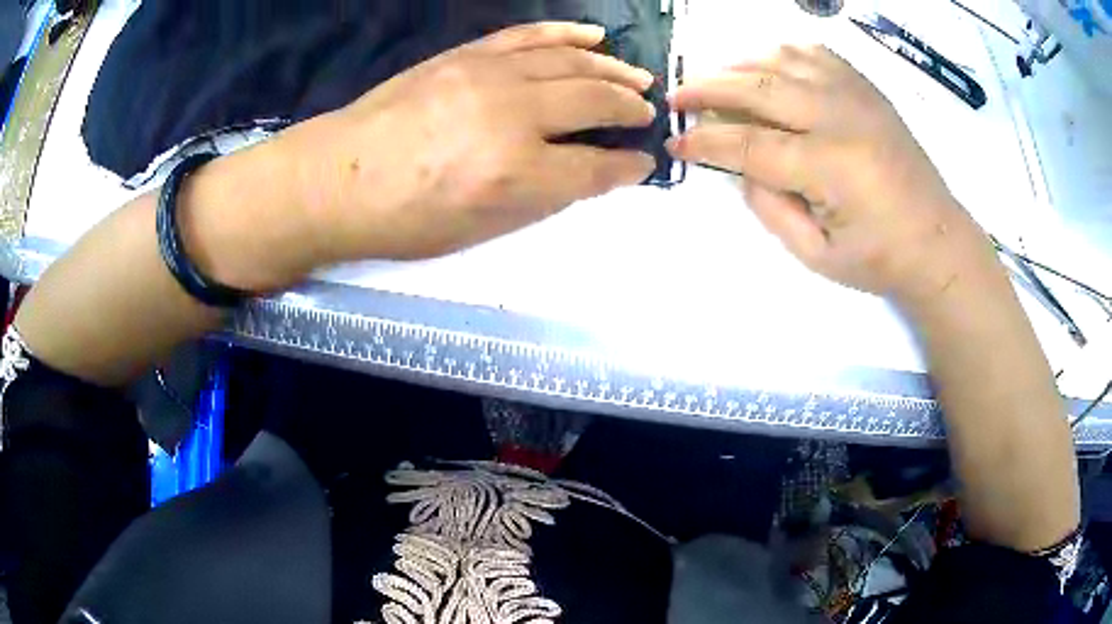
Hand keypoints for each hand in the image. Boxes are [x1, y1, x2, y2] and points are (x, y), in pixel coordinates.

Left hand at [286, 22, 657, 261]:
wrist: (337, 178)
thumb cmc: (403, 219)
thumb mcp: (477, 231)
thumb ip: (538, 199)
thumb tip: (581, 173)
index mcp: (515, 174)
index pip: (595, 167)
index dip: (626, 167)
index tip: (642, 163)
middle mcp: (512, 116)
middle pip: (593, 102)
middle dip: (629, 110)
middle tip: (646, 115)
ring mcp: (489, 76)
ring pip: (570, 62)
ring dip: (612, 70)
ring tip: (638, 78)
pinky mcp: (468, 56)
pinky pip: (529, 35)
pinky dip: (567, 34)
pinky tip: (595, 36)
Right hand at [667, 46, 987, 302]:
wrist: (938, 242)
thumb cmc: (880, 259)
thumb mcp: (817, 256)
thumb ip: (770, 209)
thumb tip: (739, 169)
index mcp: (829, 166)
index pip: (748, 143)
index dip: (704, 142)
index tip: (675, 143)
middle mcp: (839, 117)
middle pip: (757, 87)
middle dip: (708, 88)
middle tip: (677, 97)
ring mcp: (855, 95)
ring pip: (782, 59)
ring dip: (739, 65)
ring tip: (716, 79)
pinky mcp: (866, 89)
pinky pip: (815, 53)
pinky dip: (781, 53)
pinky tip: (767, 66)